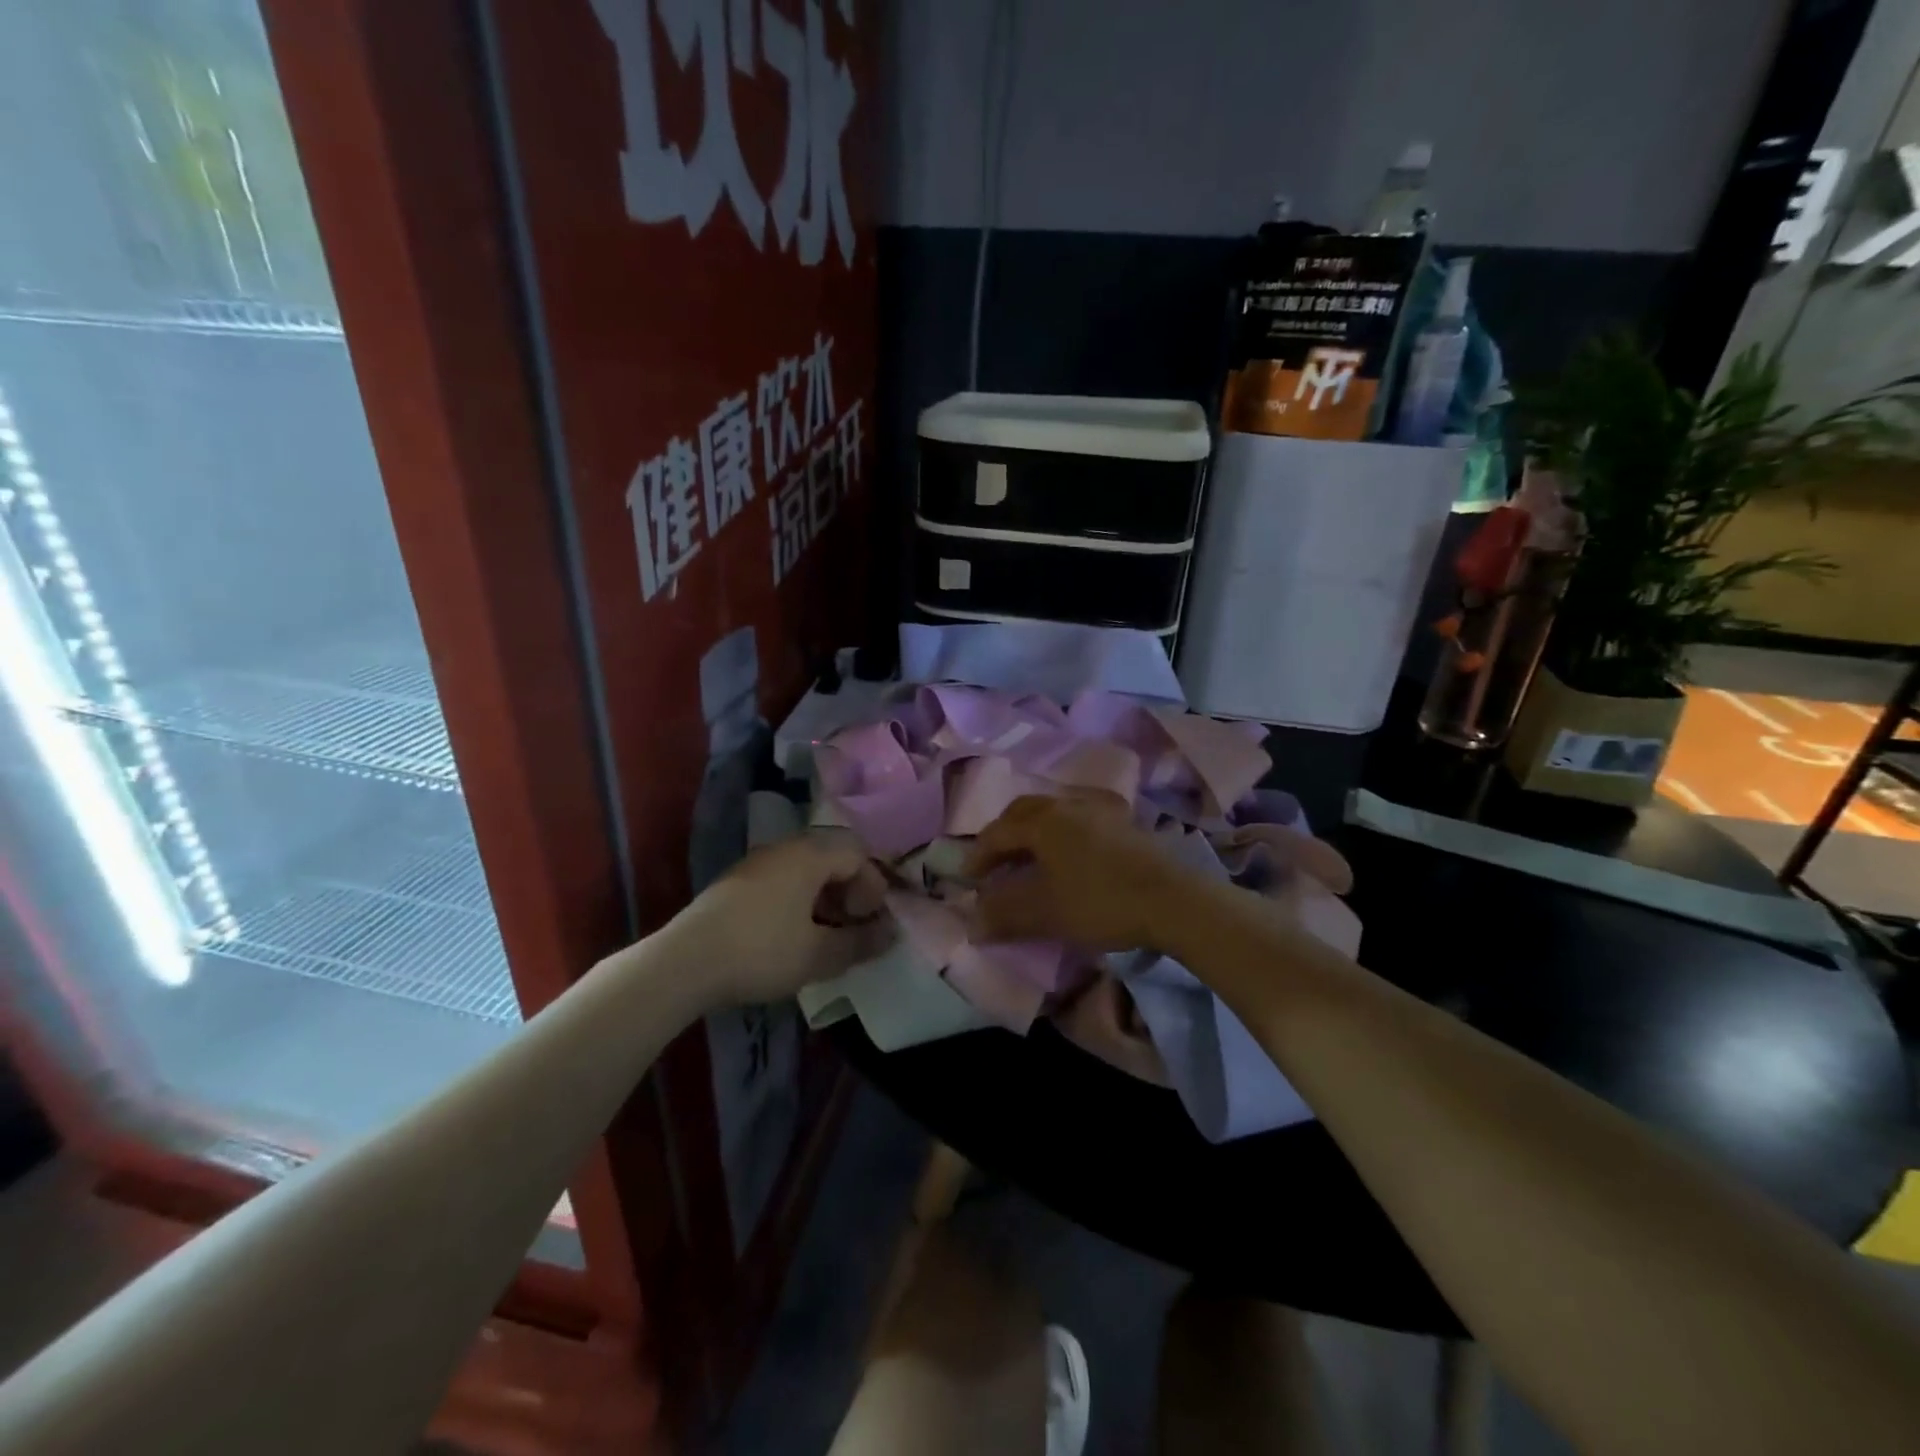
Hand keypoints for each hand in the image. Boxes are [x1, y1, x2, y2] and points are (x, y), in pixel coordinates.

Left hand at [668, 832, 894, 1004]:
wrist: (684, 963)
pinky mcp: (735, 884)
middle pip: (831, 857)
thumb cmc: (761, 951)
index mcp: (809, 855)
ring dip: (824, 899)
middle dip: (850, 891)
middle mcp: (784, 849)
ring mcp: (756, 864)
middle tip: (851, 927)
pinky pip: (781, 881)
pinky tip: (791, 937)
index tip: (868, 921)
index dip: (873, 885)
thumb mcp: (818, 954)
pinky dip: (798, 902)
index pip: (857, 852)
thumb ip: (860, 942)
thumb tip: (890, 934)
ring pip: (805, 870)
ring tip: (824, 936)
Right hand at [963, 794, 1211, 952]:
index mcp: (1044, 821)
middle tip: (995, 862)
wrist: (1172, 899)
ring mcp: (1099, 811)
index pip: (999, 832)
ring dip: (1033, 834)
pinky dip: (1059, 836)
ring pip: (1053, 813)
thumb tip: (972, 925)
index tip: (969, 880)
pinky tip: (1067, 859)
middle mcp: (1068, 806)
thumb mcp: (1046, 913)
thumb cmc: (1100, 902)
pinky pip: (1077, 821)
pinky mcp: (1123, 824)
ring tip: (1029, 861)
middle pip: (1024, 812)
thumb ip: (1005, 916)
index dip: (979, 855)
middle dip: (1004, 836)